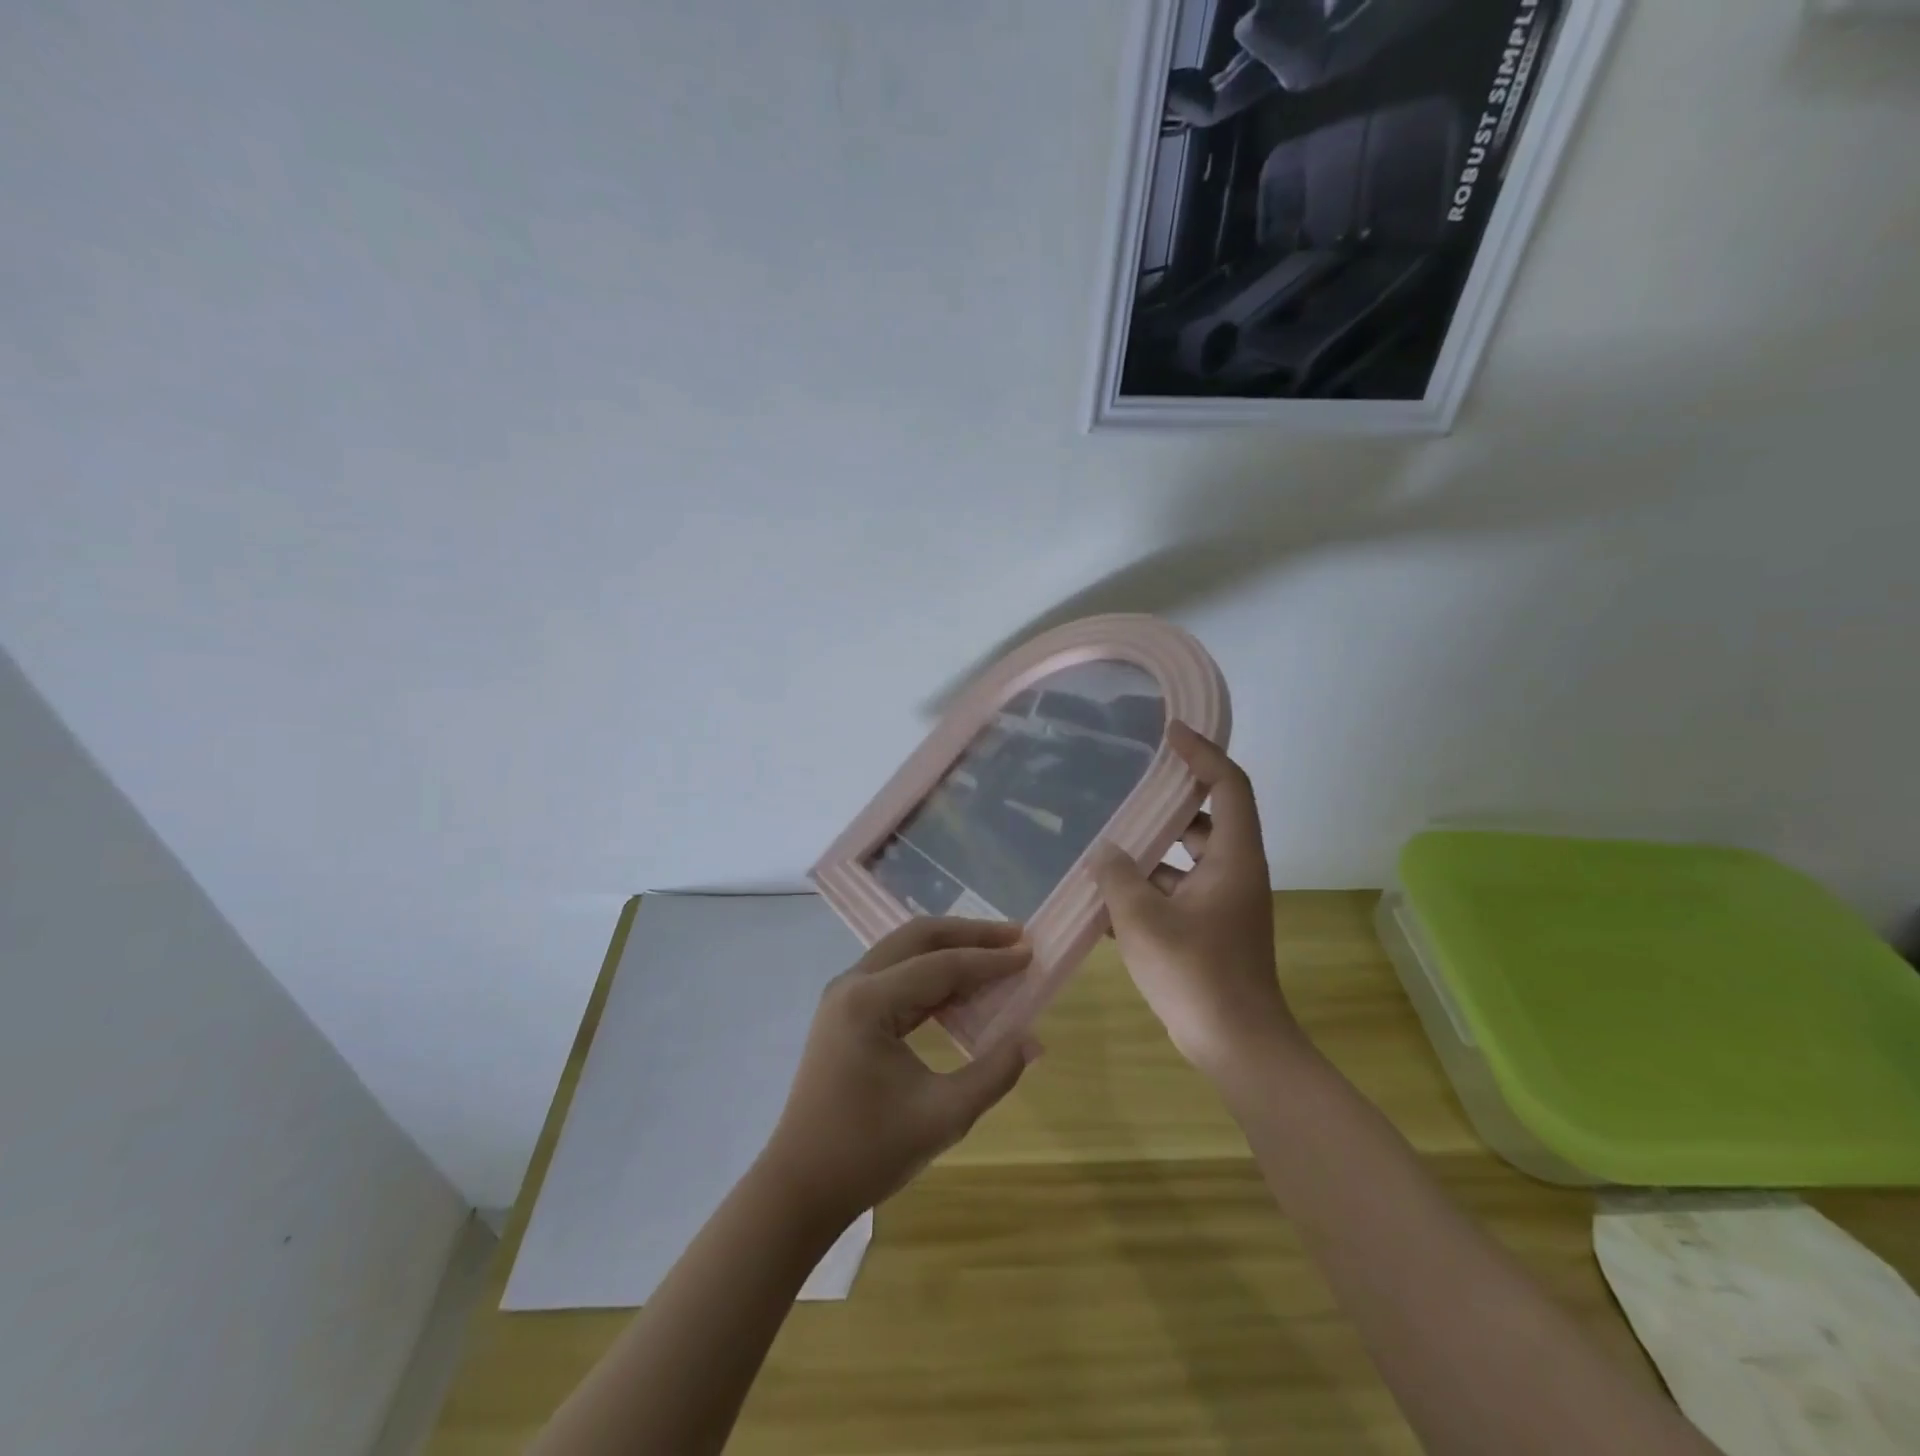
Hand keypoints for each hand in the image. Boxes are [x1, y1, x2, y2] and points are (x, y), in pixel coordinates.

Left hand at [759, 918, 1039, 1230]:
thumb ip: (993, 1073)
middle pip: (918, 937)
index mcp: (869, 1001)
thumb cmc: (868, 1152)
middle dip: (969, 934)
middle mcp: (852, 984)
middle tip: (1015, 936)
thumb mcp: (943, 1117)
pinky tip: (963, 988)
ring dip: (950, 949)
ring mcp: (845, 995)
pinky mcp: (846, 1011)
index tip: (1030, 954)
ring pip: (905, 950)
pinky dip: (932, 974)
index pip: (941, 965)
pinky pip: (896, 975)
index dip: (989, 960)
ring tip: (995, 954)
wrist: (801, 1186)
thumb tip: (1032, 1039)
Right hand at [1091, 722, 1301, 1078]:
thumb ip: (1118, 876)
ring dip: (1151, 851)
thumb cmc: (1195, 974)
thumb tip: (1105, 852)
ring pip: (1187, 859)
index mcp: (1233, 858)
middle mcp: (1235, 873)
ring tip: (1105, 844)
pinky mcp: (1211, 930)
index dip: (1202, 753)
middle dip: (1168, 802)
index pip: (1228, 785)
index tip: (1169, 734)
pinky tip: (1107, 900)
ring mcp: (1225, 904)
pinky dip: (1149, 888)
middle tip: (1128, 788)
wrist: (1236, 1046)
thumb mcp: (1143, 919)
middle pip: (1207, 819)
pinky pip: (1178, 892)